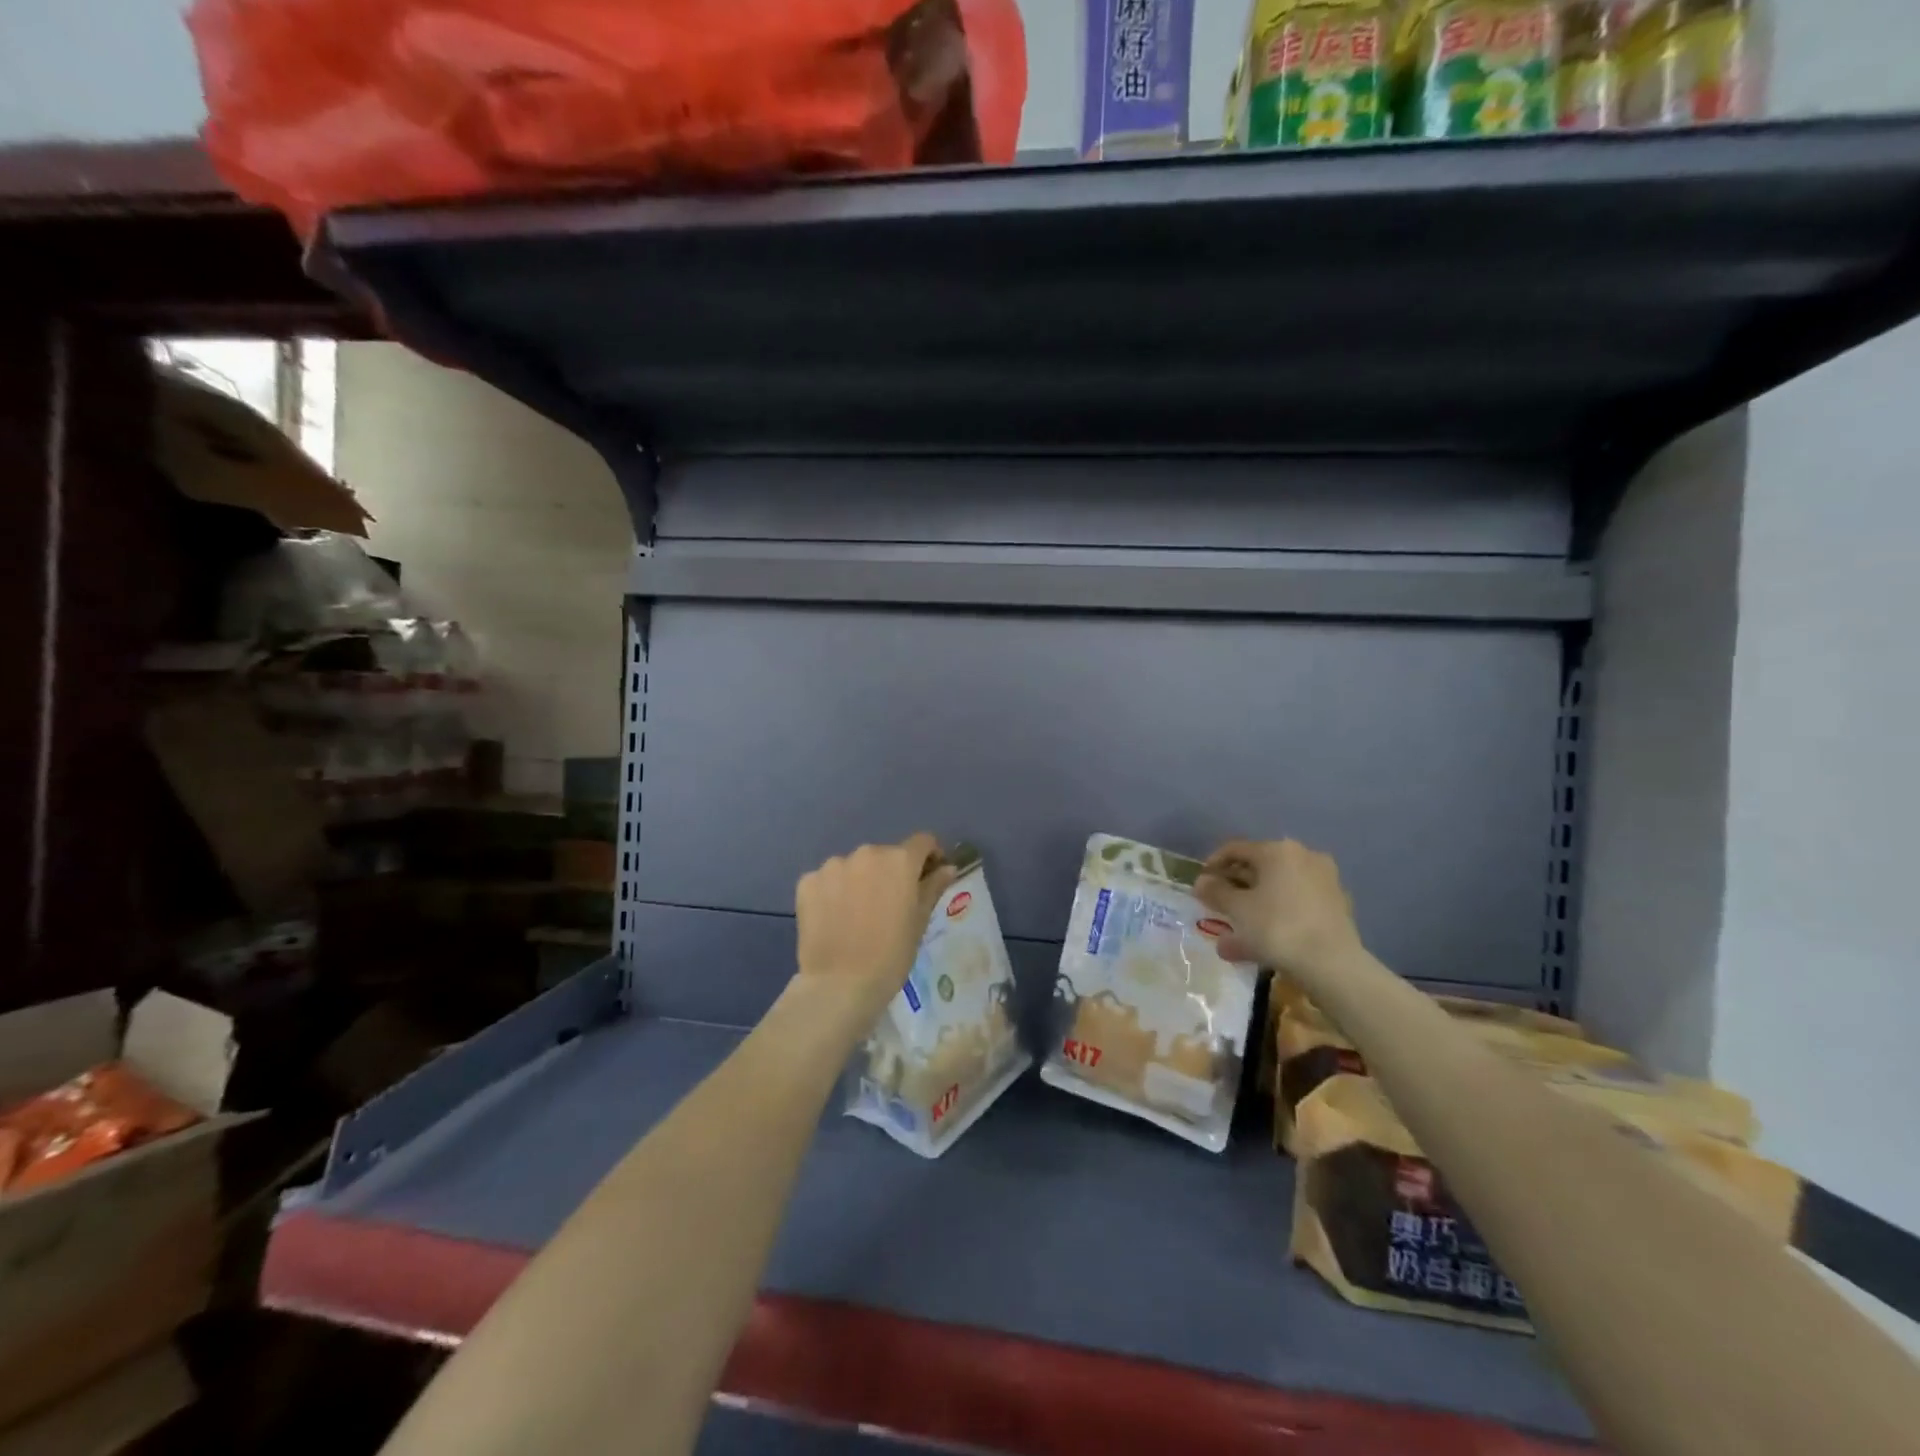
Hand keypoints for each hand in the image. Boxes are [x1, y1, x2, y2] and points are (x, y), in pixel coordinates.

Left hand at [794, 834, 957, 1021]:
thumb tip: (947, 867)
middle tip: (890, 904)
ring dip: (860, 881)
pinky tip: (834, 918)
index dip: (929, 856)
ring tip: (858, 914)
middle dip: (891, 873)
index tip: (928, 876)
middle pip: (885, 855)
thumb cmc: (891, 955)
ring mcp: (833, 865)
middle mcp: (866, 853)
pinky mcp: (807, 881)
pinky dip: (833, 892)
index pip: (922, 842)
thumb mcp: (920, 921)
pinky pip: (827, 879)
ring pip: (854, 866)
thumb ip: (933, 887)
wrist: (840, 985)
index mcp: (899, 860)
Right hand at [1194, 839, 1361, 974]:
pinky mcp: (1336, 906)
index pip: (1236, 849)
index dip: (1213, 864)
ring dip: (1253, 906)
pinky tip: (1259, 942)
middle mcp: (1304, 857)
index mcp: (1279, 851)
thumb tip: (1201, 882)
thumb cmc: (1278, 927)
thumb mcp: (1238, 910)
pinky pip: (1295, 905)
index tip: (1200, 884)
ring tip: (1233, 932)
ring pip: (1277, 890)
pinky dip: (1276, 916)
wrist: (1332, 965)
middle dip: (1235, 887)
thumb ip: (1216, 892)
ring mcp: (1324, 881)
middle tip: (1216, 905)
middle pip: (1259, 868)